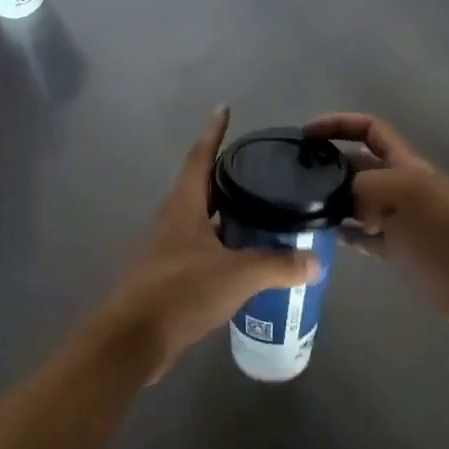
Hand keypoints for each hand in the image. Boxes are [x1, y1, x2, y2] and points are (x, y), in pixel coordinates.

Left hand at [93, 107, 318, 382]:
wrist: (133, 340)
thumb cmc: (180, 292)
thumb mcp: (236, 275)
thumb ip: (277, 265)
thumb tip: (315, 261)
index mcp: (183, 205)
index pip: (200, 156)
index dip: (214, 132)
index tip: (223, 108)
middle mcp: (172, 219)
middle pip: (201, 186)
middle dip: (227, 175)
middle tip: (259, 168)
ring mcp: (167, 248)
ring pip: (202, 220)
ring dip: (227, 214)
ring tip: (261, 212)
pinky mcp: (168, 276)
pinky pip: (201, 249)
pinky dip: (223, 246)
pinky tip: (245, 259)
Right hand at [305, 112, 448, 332]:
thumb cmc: (441, 233)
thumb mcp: (400, 195)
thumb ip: (362, 186)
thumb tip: (335, 195)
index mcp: (404, 164)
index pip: (369, 129)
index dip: (339, 124)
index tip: (307, 134)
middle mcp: (399, 185)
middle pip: (358, 164)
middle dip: (330, 163)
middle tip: (294, 175)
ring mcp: (397, 218)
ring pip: (357, 201)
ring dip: (333, 200)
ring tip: (301, 205)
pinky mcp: (395, 248)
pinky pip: (362, 233)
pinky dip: (344, 231)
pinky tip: (324, 234)